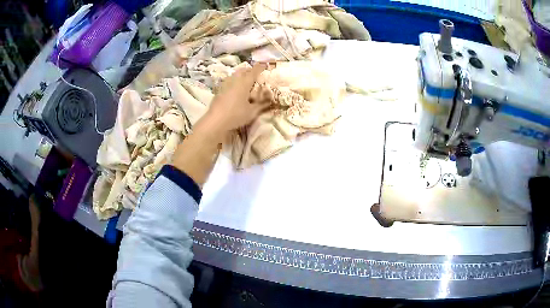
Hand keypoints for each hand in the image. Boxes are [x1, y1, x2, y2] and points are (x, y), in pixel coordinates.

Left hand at [204, 63, 269, 133]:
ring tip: (245, 80)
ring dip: (240, 75)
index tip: (264, 65)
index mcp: (244, 83)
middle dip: (249, 70)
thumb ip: (262, 105)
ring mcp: (225, 85)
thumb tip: (270, 100)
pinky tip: (235, 89)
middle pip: (243, 70)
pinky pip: (228, 81)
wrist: (215, 121)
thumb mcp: (252, 112)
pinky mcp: (219, 91)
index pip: (254, 71)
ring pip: (234, 75)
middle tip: (255, 74)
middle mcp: (234, 80)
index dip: (260, 67)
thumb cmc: (236, 115)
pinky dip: (234, 81)